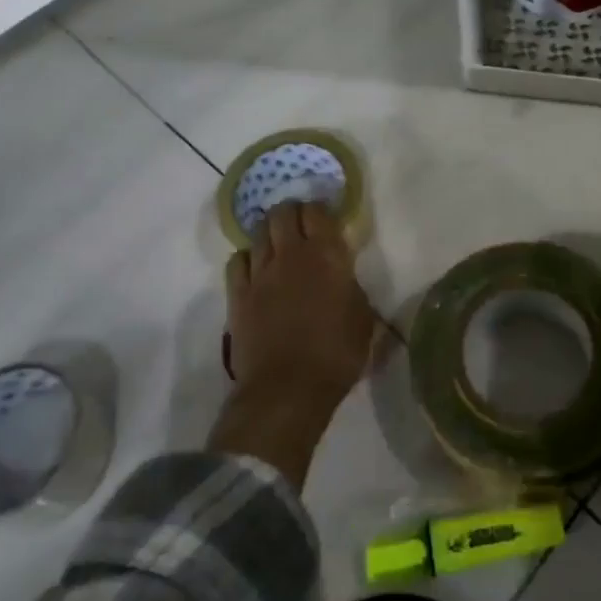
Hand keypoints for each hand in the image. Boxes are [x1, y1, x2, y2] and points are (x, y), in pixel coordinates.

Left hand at [225, 201, 377, 409]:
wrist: (288, 389)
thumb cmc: (336, 354)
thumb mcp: (363, 318)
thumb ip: (351, 287)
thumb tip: (343, 277)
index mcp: (327, 255)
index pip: (317, 211)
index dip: (320, 210)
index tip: (326, 220)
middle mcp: (291, 254)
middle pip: (283, 213)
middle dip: (292, 213)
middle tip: (301, 227)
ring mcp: (260, 273)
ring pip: (258, 232)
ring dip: (269, 233)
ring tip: (277, 245)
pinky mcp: (237, 295)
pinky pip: (236, 261)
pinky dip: (246, 258)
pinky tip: (255, 269)